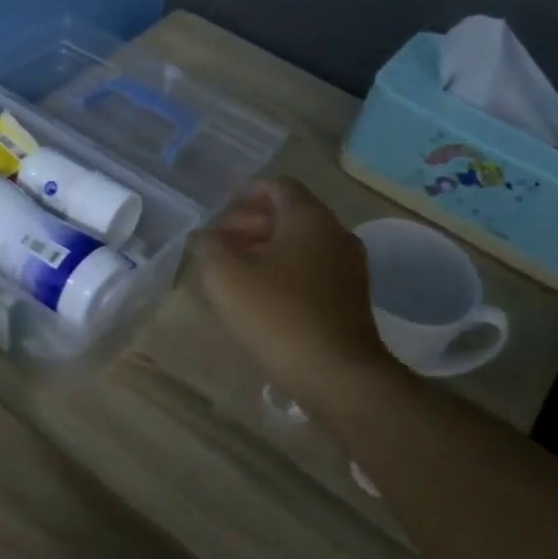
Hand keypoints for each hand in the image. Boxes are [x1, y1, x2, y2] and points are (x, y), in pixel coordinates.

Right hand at [195, 178, 396, 416]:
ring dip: (267, 248)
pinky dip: (286, 269)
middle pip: (290, 214)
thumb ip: (210, 246)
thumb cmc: (277, 314)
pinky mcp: (351, 296)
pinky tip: (263, 294)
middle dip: (251, 222)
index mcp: (308, 217)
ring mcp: (349, 266)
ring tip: (235, 269)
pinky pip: (313, 268)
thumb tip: (207, 236)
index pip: (278, 186)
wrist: (336, 372)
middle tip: (220, 242)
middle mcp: (335, 233)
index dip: (246, 191)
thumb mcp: (227, 276)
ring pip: (302, 243)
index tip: (221, 208)